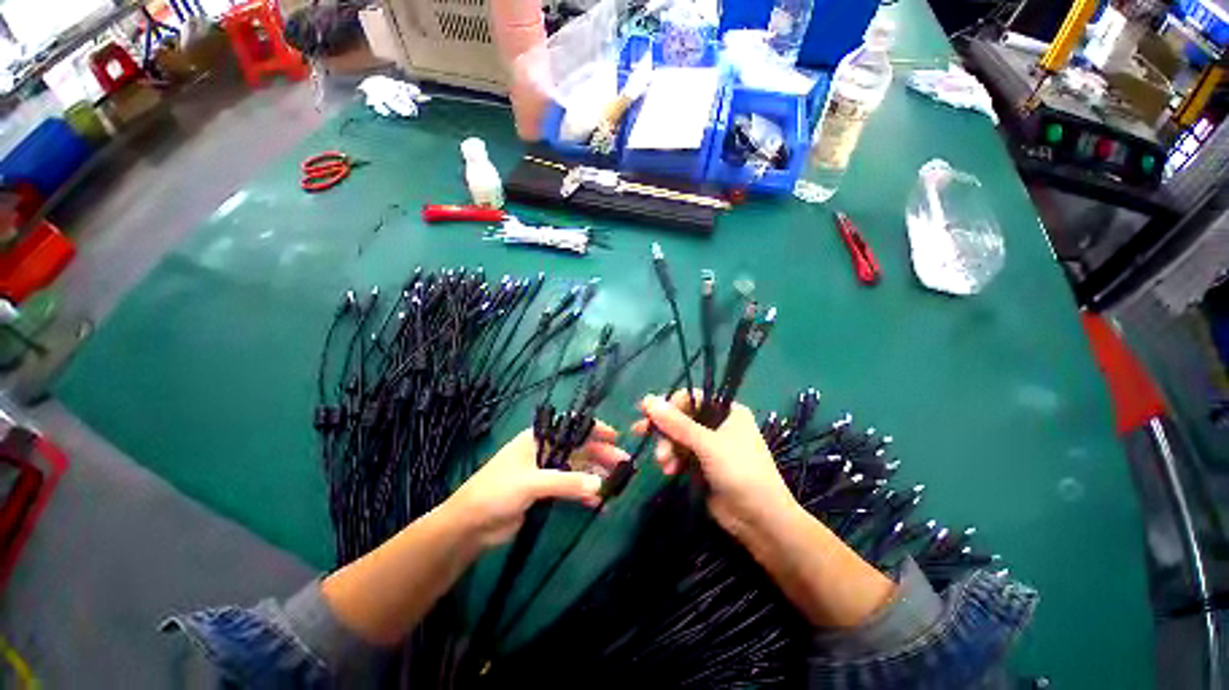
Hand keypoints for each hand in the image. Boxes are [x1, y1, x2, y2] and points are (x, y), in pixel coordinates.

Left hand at [445, 422, 628, 547]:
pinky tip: (598, 502)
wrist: (470, 525)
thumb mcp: (532, 483)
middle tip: (623, 465)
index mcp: (539, 438)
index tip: (616, 438)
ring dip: (595, 475)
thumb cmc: (497, 491)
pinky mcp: (545, 492)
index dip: (595, 429)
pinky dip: (584, 493)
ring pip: (577, 468)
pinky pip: (571, 488)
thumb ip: (566, 483)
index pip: (572, 427)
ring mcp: (546, 472)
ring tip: (616, 485)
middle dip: (601, 455)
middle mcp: (545, 451)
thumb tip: (601, 486)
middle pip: (579, 448)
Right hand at [634, 391, 894, 627]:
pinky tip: (669, 472)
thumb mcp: (708, 446)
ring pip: (680, 437)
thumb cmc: (746, 479)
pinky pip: (683, 456)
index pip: (694, 395)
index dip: (672, 402)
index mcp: (729, 413)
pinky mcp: (706, 469)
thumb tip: (647, 401)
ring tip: (664, 465)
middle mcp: (721, 427)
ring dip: (669, 448)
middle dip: (665, 428)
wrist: (766, 528)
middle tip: (647, 439)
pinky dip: (674, 462)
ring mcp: (713, 448)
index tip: (651, 414)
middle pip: (684, 416)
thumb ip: (677, 423)